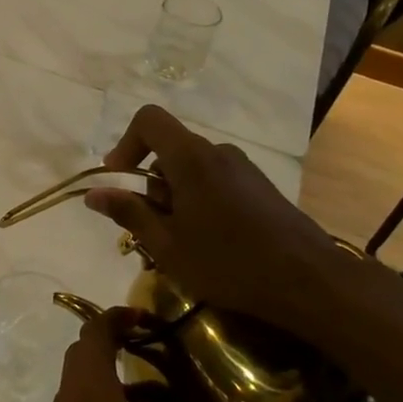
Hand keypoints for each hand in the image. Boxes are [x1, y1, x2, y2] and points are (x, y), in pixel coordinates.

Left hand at [0, 309, 249, 401]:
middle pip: (87, 353)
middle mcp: (72, 400)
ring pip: (85, 382)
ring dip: (117, 377)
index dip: (117, 317)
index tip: (148, 317)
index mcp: (93, 395)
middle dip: (118, 341)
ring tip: (164, 396)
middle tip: (158, 348)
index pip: (96, 335)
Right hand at [83, 104, 352, 342]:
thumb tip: (94, 193)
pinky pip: (214, 182)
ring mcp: (243, 169)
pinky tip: (208, 244)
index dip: (126, 144)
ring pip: (191, 170)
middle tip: (149, 232)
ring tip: (178, 244)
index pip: (149, 120)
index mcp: (191, 159)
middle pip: (168, 151)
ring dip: (174, 199)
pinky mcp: (259, 187)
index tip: (118, 182)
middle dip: (149, 186)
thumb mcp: (167, 244)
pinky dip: (198, 203)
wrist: (309, 281)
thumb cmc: (228, 263)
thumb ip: (129, 213)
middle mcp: (217, 153)